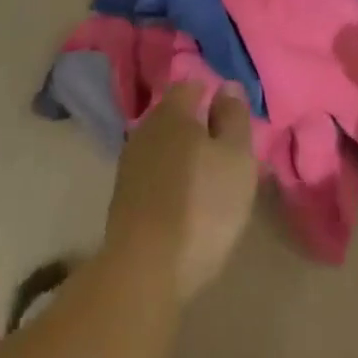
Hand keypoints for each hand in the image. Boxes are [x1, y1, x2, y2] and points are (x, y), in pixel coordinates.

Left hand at [104, 81, 257, 301]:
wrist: (143, 271)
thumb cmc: (201, 205)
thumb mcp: (235, 157)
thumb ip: (234, 117)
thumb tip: (227, 86)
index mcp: (172, 110)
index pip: (191, 86)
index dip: (211, 95)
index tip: (230, 116)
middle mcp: (146, 128)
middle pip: (175, 117)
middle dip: (196, 127)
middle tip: (222, 150)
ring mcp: (130, 165)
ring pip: (162, 147)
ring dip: (182, 157)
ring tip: (206, 180)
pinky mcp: (122, 200)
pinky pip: (153, 176)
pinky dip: (168, 181)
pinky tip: (183, 202)